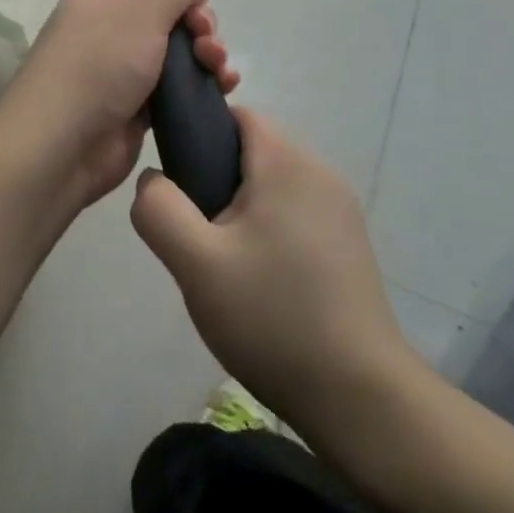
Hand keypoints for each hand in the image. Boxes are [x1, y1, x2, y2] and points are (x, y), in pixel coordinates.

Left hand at [0, 0, 238, 208]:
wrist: (60, 145)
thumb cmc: (98, 65)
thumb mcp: (142, 9)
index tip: (196, 9)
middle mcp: (107, 30)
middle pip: (167, 18)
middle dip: (200, 28)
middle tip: (207, 44)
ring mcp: (120, 73)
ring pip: (176, 56)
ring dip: (206, 58)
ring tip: (220, 72)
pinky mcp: (133, 111)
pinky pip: (174, 92)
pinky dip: (199, 88)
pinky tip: (222, 91)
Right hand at [130, 108, 416, 435]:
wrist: (361, 398)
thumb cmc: (273, 318)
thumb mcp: (196, 263)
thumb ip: (158, 209)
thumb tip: (152, 180)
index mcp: (287, 162)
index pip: (236, 114)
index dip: (198, 135)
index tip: (178, 182)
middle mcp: (321, 173)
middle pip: (253, 150)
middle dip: (215, 179)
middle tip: (195, 235)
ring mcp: (341, 210)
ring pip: (272, 184)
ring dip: (241, 209)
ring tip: (222, 264)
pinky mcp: (349, 244)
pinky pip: (295, 213)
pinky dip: (269, 230)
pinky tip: (258, 282)